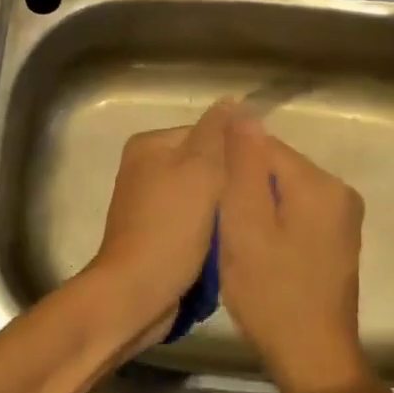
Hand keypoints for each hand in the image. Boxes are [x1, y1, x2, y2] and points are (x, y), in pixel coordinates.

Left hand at [85, 100, 233, 349]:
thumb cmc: (170, 227)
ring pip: (201, 196)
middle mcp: (144, 167)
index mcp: (150, 144)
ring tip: (242, 228)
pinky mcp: (154, 234)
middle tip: (252, 205)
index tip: (257, 178)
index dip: (236, 153)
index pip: (207, 133)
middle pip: (204, 165)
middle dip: (228, 185)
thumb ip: (217, 133)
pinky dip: (208, 232)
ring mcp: (147, 203)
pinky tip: (223, 247)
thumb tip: (232, 99)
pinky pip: (191, 222)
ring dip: (221, 211)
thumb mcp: (200, 170)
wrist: (136, 293)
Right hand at [217, 113, 369, 392]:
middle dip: (244, 186)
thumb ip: (243, 164)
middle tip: (220, 224)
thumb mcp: (245, 224)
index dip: (230, 165)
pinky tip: (258, 251)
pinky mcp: (338, 240)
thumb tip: (242, 109)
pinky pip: (297, 211)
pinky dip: (273, 222)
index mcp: (319, 182)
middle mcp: (339, 191)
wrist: (314, 360)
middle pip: (276, 166)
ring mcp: (343, 217)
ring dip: (257, 206)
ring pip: (284, 190)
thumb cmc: (272, 293)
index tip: (209, 196)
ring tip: (235, 238)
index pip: (263, 145)